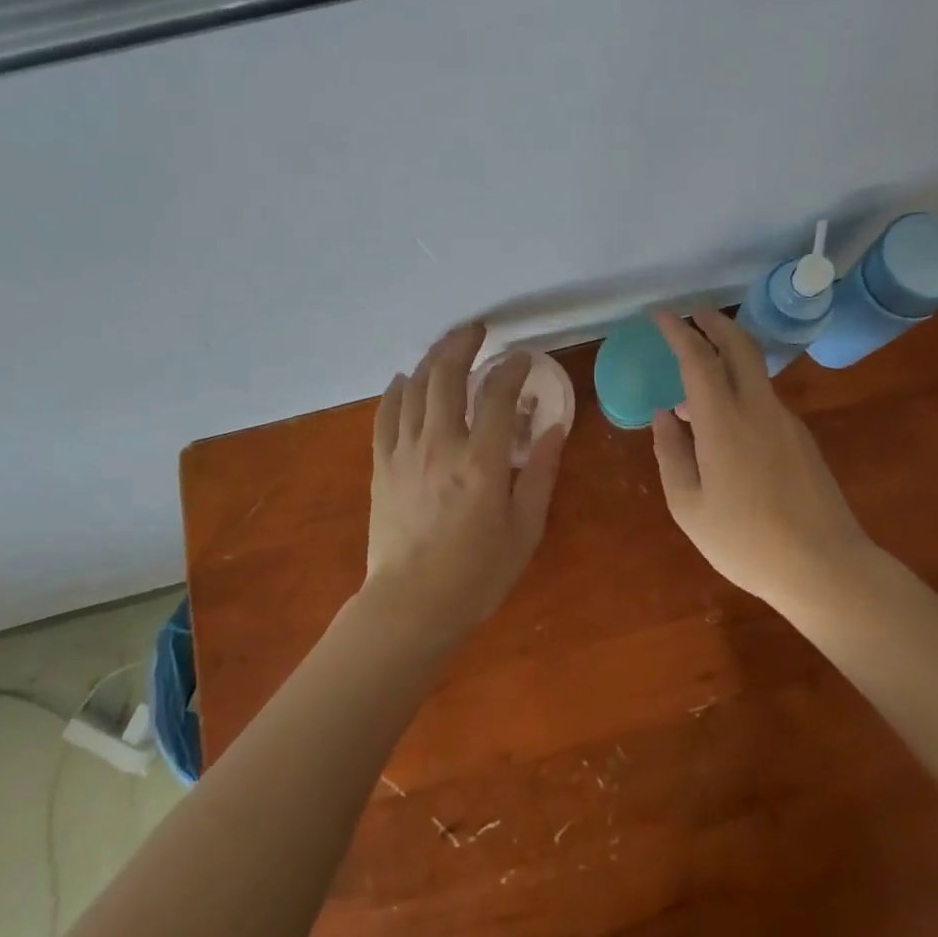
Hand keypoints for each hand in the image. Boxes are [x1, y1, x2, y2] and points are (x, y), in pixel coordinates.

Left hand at [364, 323, 566, 642]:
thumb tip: (555, 426)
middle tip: (477, 330)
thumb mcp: (525, 528)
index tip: (522, 358)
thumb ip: (540, 472)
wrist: (411, 606)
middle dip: (463, 343)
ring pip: (414, 386)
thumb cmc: (477, 574)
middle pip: (447, 375)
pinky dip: (396, 389)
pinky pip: (385, 414)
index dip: (512, 368)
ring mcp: (405, 451)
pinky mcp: (382, 464)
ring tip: (447, 346)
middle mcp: (440, 444)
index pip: (498, 394)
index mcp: (481, 460)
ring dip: (432, 358)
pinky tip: (405, 379)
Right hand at [650, 309, 865, 607]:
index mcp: (724, 422)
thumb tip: (664, 416)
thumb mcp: (689, 506)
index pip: (698, 359)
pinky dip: (739, 389)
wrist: (826, 568)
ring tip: (696, 378)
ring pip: (755, 371)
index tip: (659, 314)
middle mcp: (758, 409)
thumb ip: (671, 453)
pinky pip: (764, 399)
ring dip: (727, 356)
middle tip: (692, 312)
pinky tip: (724, 423)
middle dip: (715, 321)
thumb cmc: (746, 542)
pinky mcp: (802, 439)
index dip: (677, 331)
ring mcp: (786, 422)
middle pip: (740, 346)